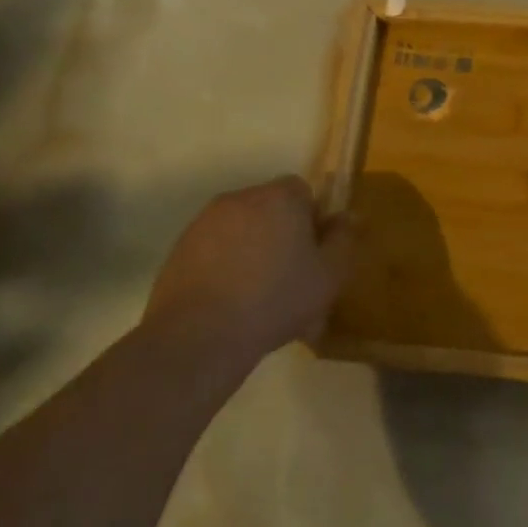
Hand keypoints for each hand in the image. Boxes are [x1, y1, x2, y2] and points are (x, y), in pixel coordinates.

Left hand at [142, 176, 351, 368]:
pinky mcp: (179, 250)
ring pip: (242, 231)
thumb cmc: (276, 299)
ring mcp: (204, 223)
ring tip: (261, 298)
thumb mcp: (329, 275)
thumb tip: (347, 216)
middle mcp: (240, 199)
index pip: (302, 190)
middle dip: (283, 235)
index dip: (312, 219)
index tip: (314, 253)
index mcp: (278, 198)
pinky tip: (232, 305)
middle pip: (271, 209)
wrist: (199, 336)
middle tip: (292, 278)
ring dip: (254, 252)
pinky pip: (216, 250)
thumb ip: (343, 239)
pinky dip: (226, 267)